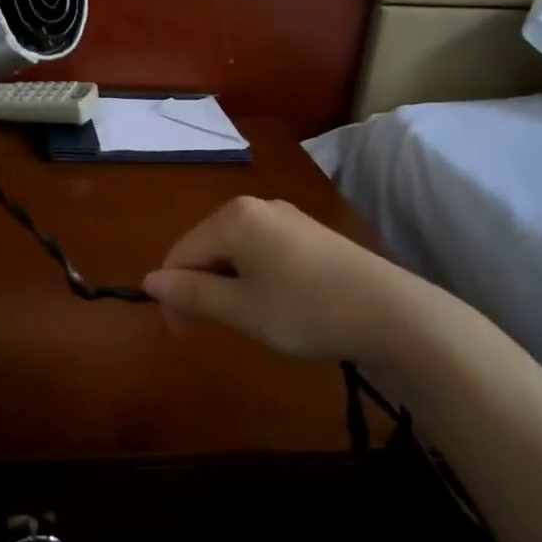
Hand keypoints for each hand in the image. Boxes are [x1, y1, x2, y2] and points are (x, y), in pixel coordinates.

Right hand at [142, 196, 424, 367]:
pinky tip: (275, 302)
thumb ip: (191, 294)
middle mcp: (255, 206)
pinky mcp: (309, 232)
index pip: (180, 252)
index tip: (183, 334)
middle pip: (206, 246)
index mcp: (232, 218)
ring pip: (234, 250)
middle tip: (214, 329)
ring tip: (246, 318)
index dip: (172, 294)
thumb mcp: (241, 309)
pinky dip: (253, 276)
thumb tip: (149, 282)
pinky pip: (261, 250)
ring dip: (226, 283)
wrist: (393, 314)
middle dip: (200, 286)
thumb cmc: (306, 309)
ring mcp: (286, 217)